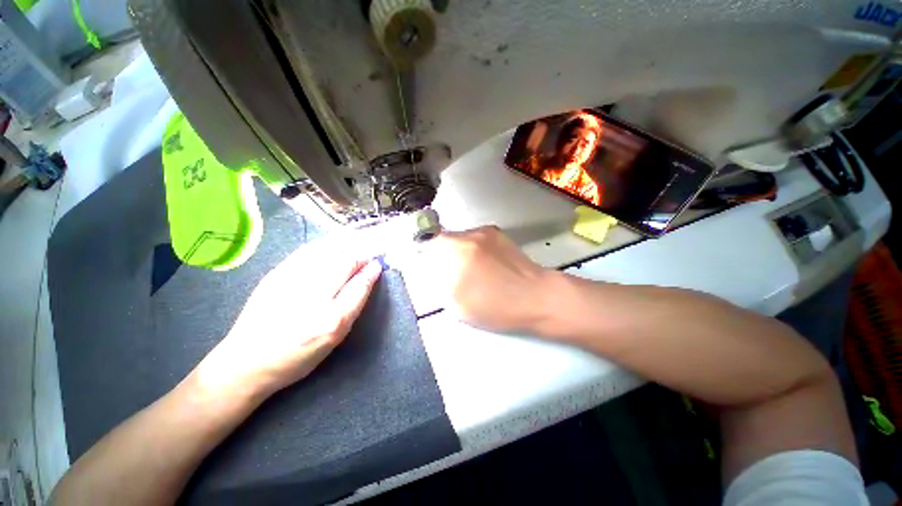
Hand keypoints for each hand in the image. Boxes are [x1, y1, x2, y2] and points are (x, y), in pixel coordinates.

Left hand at [194, 241, 381, 399]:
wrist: (246, 361)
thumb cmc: (298, 354)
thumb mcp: (335, 337)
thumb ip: (354, 302)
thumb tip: (370, 274)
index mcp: (331, 319)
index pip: (359, 284)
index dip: (371, 270)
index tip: (378, 264)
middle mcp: (313, 297)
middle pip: (345, 262)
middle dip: (360, 256)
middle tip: (366, 258)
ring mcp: (291, 281)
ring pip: (327, 252)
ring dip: (345, 248)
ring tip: (351, 251)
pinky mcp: (275, 274)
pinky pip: (307, 251)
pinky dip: (324, 247)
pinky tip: (329, 250)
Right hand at [422, 226, 558, 333]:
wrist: (536, 296)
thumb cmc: (497, 307)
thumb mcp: (458, 305)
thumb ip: (440, 284)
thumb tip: (433, 271)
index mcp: (456, 252)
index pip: (425, 242)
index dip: (421, 254)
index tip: (425, 266)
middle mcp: (468, 235)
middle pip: (441, 239)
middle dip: (439, 254)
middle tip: (448, 272)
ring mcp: (484, 231)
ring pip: (458, 238)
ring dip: (457, 251)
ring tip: (470, 270)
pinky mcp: (496, 232)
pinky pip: (473, 238)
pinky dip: (471, 248)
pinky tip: (484, 264)